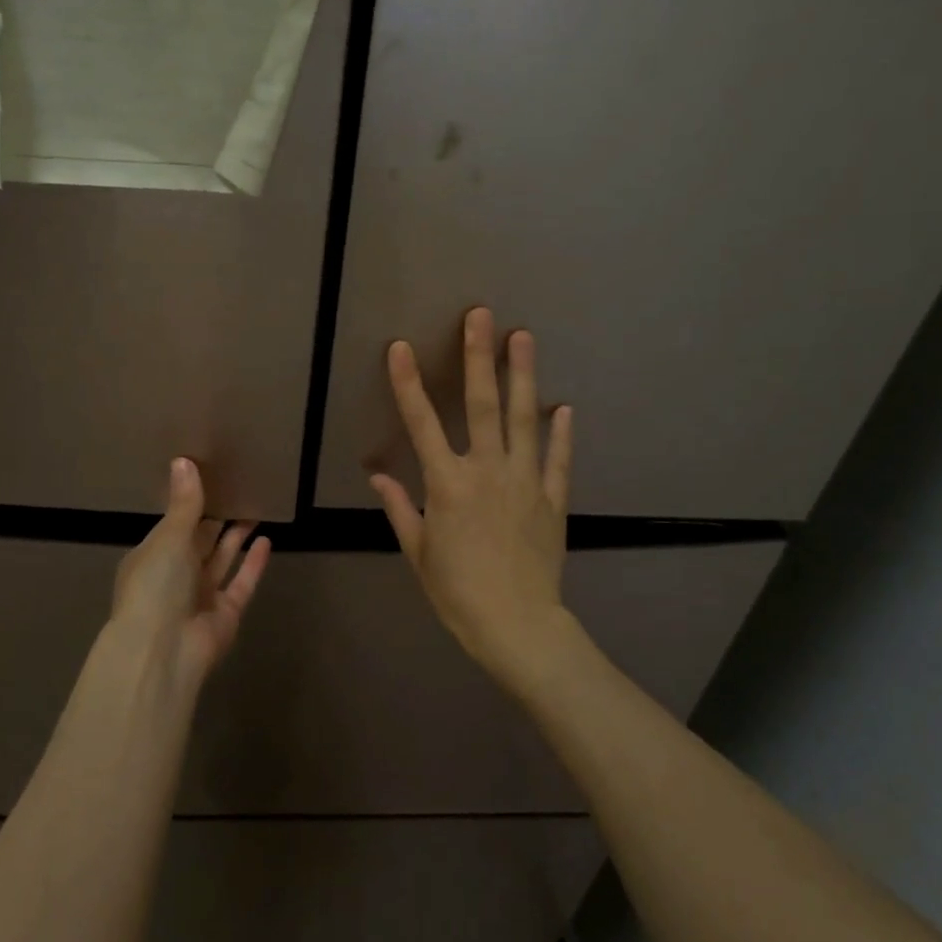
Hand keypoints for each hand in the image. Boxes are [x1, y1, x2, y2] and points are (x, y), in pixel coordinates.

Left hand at [110, 457, 270, 683]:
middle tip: (238, 489)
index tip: (211, 479)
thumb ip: (184, 503)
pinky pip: (241, 583)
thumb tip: (183, 460)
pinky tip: (267, 541)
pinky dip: (253, 564)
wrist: (163, 649)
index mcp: (152, 557)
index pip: (173, 525)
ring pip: (221, 560)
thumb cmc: (156, 585)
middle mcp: (175, 576)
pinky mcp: (225, 614)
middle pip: (199, 542)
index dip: (190, 504)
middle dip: (216, 519)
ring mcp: (200, 597)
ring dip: (236, 537)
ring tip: (255, 508)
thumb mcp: (169, 537)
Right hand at [370, 308, 573, 687]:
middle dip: (479, 357)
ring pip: (523, 419)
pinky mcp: (553, 499)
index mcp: (447, 485)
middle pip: (482, 405)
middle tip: (481, 315)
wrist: (517, 626)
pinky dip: (561, 432)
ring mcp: (525, 481)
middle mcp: (487, 471)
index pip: (422, 424)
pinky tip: (563, 406)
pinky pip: (558, 459)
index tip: (400, 347)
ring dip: (523, 375)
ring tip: (524, 336)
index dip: (408, 383)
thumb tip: (378, 475)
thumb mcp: (418, 552)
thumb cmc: (457, 592)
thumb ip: (400, 507)